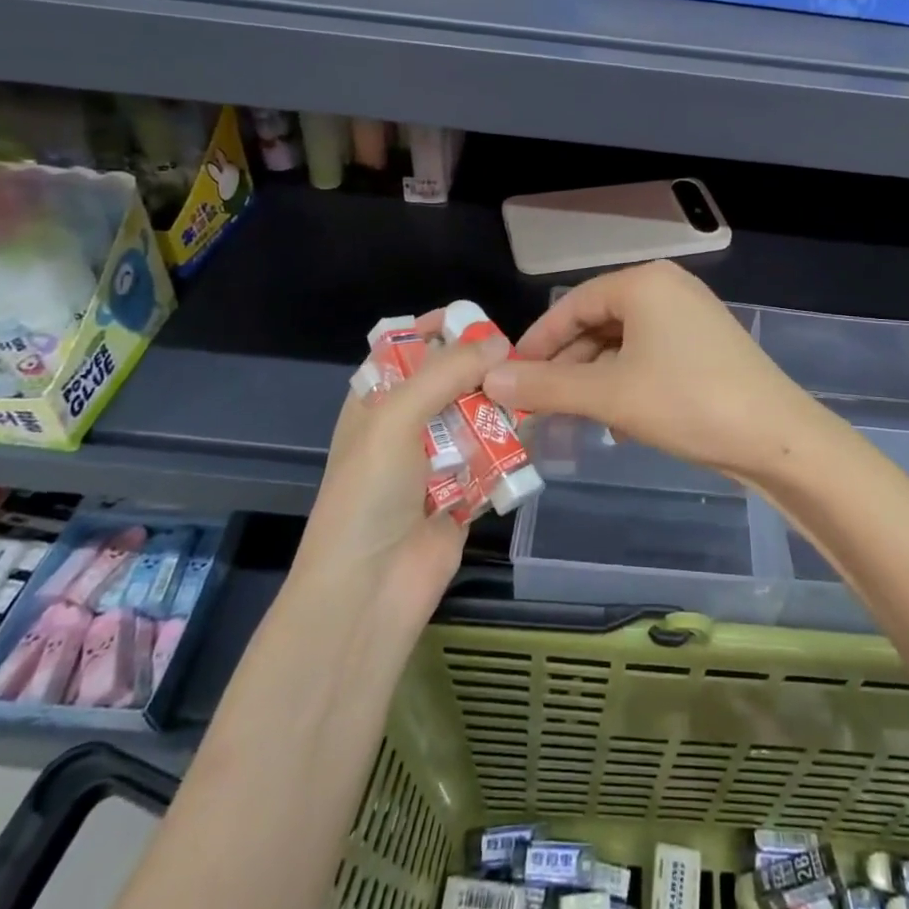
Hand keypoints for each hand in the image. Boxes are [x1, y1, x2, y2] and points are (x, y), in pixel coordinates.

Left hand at [295, 318, 508, 622]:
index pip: (405, 348)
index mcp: (376, 401)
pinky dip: (514, 443)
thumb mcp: (395, 419)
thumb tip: (499, 343)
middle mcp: (406, 424)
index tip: (478, 318)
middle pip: (450, 379)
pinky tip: (540, 427)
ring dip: (502, 404)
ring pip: (477, 415)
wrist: (370, 590)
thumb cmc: (368, 493)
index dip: (437, 329)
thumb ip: (446, 373)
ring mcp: (437, 459)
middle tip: (522, 355)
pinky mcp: (467, 490)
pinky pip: (495, 455)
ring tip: (538, 386)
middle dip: (481, 366)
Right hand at [483, 261, 829, 481]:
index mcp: (644, 283)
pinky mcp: (705, 346)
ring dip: (593, 380)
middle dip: (565, 366)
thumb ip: (546, 386)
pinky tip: (616, 421)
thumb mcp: (609, 395)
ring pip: (622, 344)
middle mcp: (667, 288)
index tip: (509, 378)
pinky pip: (648, 356)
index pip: (572, 304)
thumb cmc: (687, 402)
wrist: (778, 438)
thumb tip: (492, 381)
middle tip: (536, 404)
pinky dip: (625, 383)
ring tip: (571, 418)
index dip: (536, 342)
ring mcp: (691, 317)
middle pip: (597, 322)